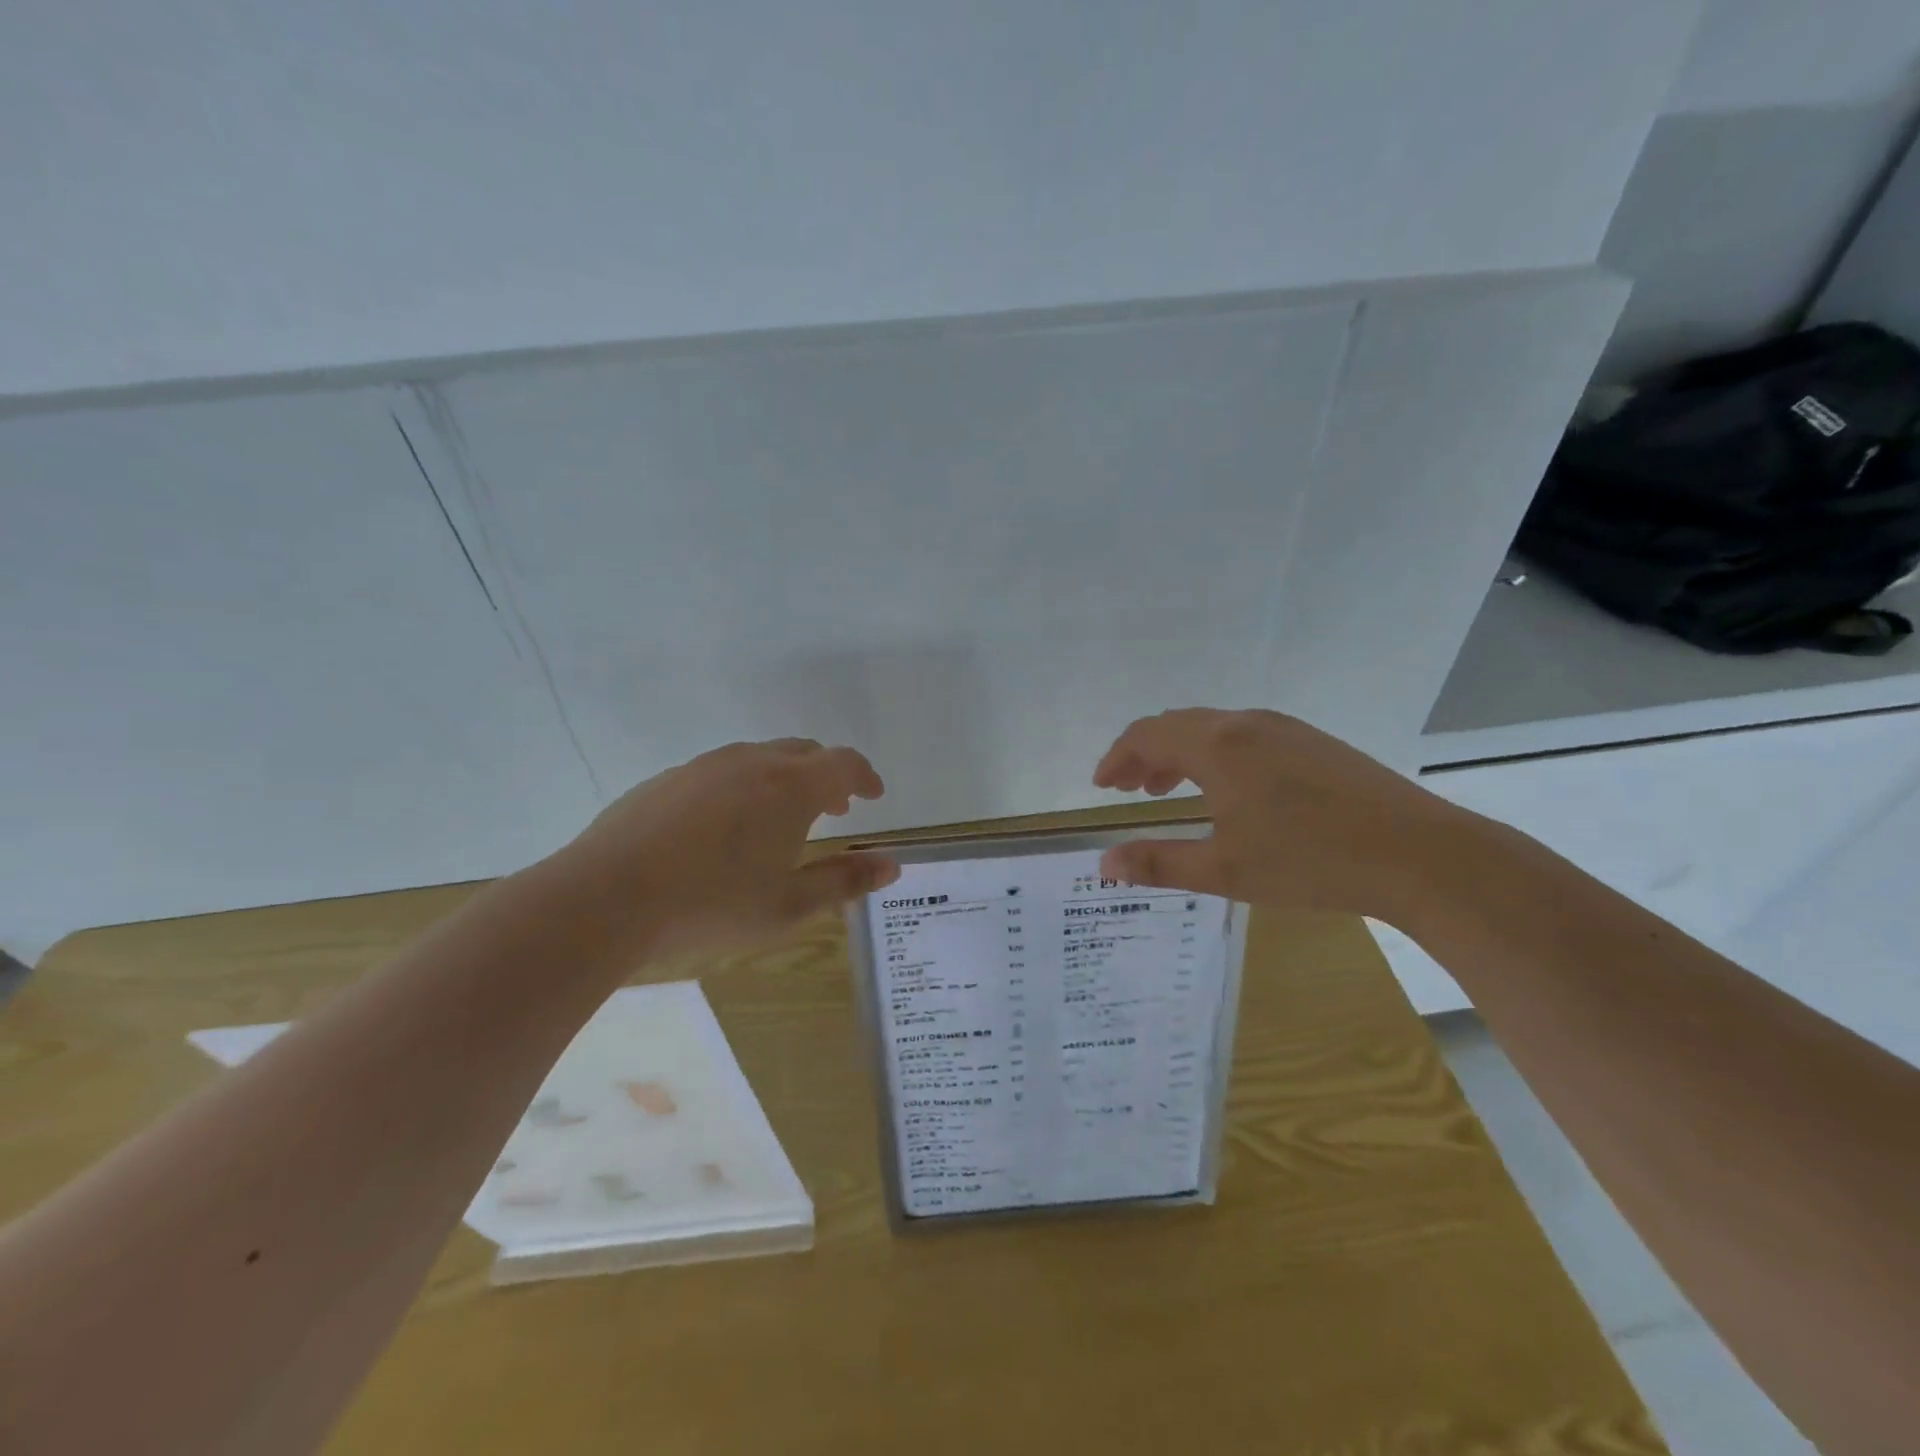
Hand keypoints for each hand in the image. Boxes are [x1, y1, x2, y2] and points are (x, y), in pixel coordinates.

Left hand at [562, 738, 898, 958]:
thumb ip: (846, 880)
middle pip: (803, 752)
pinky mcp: (668, 779)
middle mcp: (752, 762)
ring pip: (759, 758)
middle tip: (835, 809)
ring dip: (784, 779)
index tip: (873, 796)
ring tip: (781, 819)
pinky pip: (721, 771)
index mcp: (791, 786)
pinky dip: (743, 787)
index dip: (865, 777)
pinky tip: (724, 828)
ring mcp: (705, 766)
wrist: (607, 897)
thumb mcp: (790, 904)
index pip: (844, 763)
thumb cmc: (712, 903)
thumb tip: (892, 865)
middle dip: (827, 776)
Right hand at [1091, 708, 1465, 919]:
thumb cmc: (1310, 862)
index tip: (1101, 786)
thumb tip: (1103, 864)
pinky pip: (1243, 734)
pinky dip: (1214, 753)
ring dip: (1179, 752)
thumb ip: (1158, 863)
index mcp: (1217, 746)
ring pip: (1212, 727)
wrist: (1419, 855)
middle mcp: (1246, 724)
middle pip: (1176, 724)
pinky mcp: (1313, 741)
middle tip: (1126, 788)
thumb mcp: (1224, 870)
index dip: (1116, 758)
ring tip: (1168, 789)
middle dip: (1143, 754)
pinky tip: (1228, 790)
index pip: (1146, 735)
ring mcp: (1284, 728)